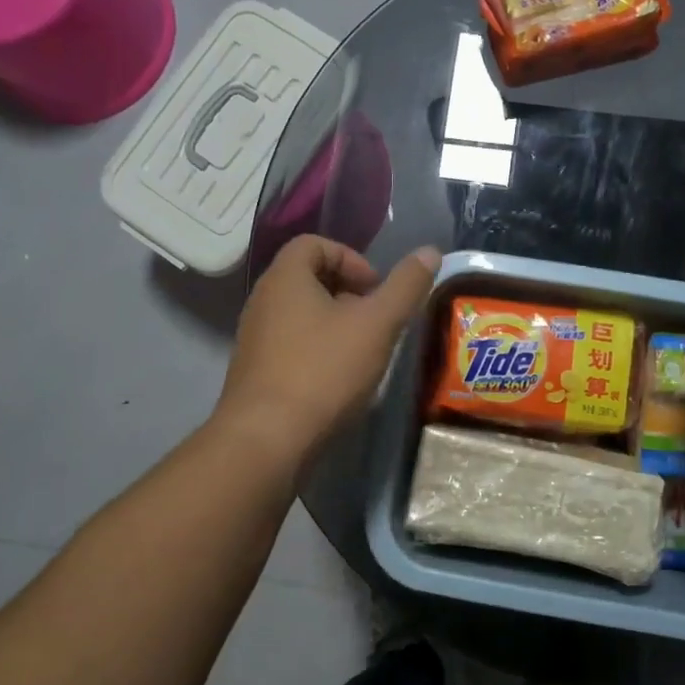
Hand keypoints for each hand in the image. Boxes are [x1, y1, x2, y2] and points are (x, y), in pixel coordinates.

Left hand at [216, 238, 439, 465]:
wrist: (267, 440)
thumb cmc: (324, 371)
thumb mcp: (377, 324)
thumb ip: (406, 286)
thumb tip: (430, 251)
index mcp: (285, 278)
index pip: (314, 243)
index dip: (351, 258)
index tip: (375, 289)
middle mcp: (263, 301)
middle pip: (308, 278)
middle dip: (348, 293)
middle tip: (375, 319)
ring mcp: (255, 339)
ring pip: (301, 314)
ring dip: (335, 324)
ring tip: (363, 351)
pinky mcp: (256, 372)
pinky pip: (291, 345)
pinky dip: (318, 350)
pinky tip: (339, 379)